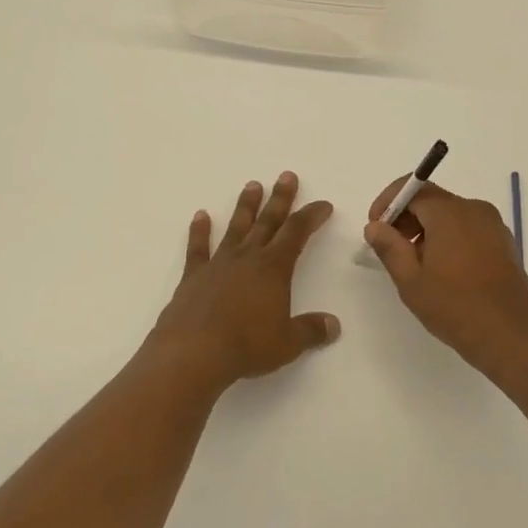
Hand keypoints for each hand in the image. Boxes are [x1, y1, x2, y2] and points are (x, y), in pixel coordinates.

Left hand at [148, 172, 338, 394]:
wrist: (194, 351)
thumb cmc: (247, 345)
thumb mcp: (288, 343)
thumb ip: (311, 330)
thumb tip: (333, 325)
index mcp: (274, 268)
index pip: (297, 233)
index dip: (311, 216)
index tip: (323, 204)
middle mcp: (248, 257)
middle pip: (268, 221)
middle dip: (280, 198)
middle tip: (287, 176)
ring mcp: (219, 263)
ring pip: (236, 227)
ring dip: (246, 206)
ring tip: (252, 185)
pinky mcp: (194, 275)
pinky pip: (198, 248)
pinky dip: (199, 231)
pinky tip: (200, 215)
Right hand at [364, 177, 527, 383]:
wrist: (512, 338)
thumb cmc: (456, 308)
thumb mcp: (411, 281)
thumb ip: (389, 247)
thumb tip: (375, 226)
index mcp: (451, 213)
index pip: (413, 188)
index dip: (389, 202)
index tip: (376, 227)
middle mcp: (475, 210)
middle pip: (432, 200)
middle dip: (406, 217)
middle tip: (391, 248)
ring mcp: (493, 226)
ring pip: (450, 215)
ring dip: (427, 230)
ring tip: (415, 264)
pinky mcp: (503, 243)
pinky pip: (468, 228)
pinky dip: (448, 238)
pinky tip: (442, 270)